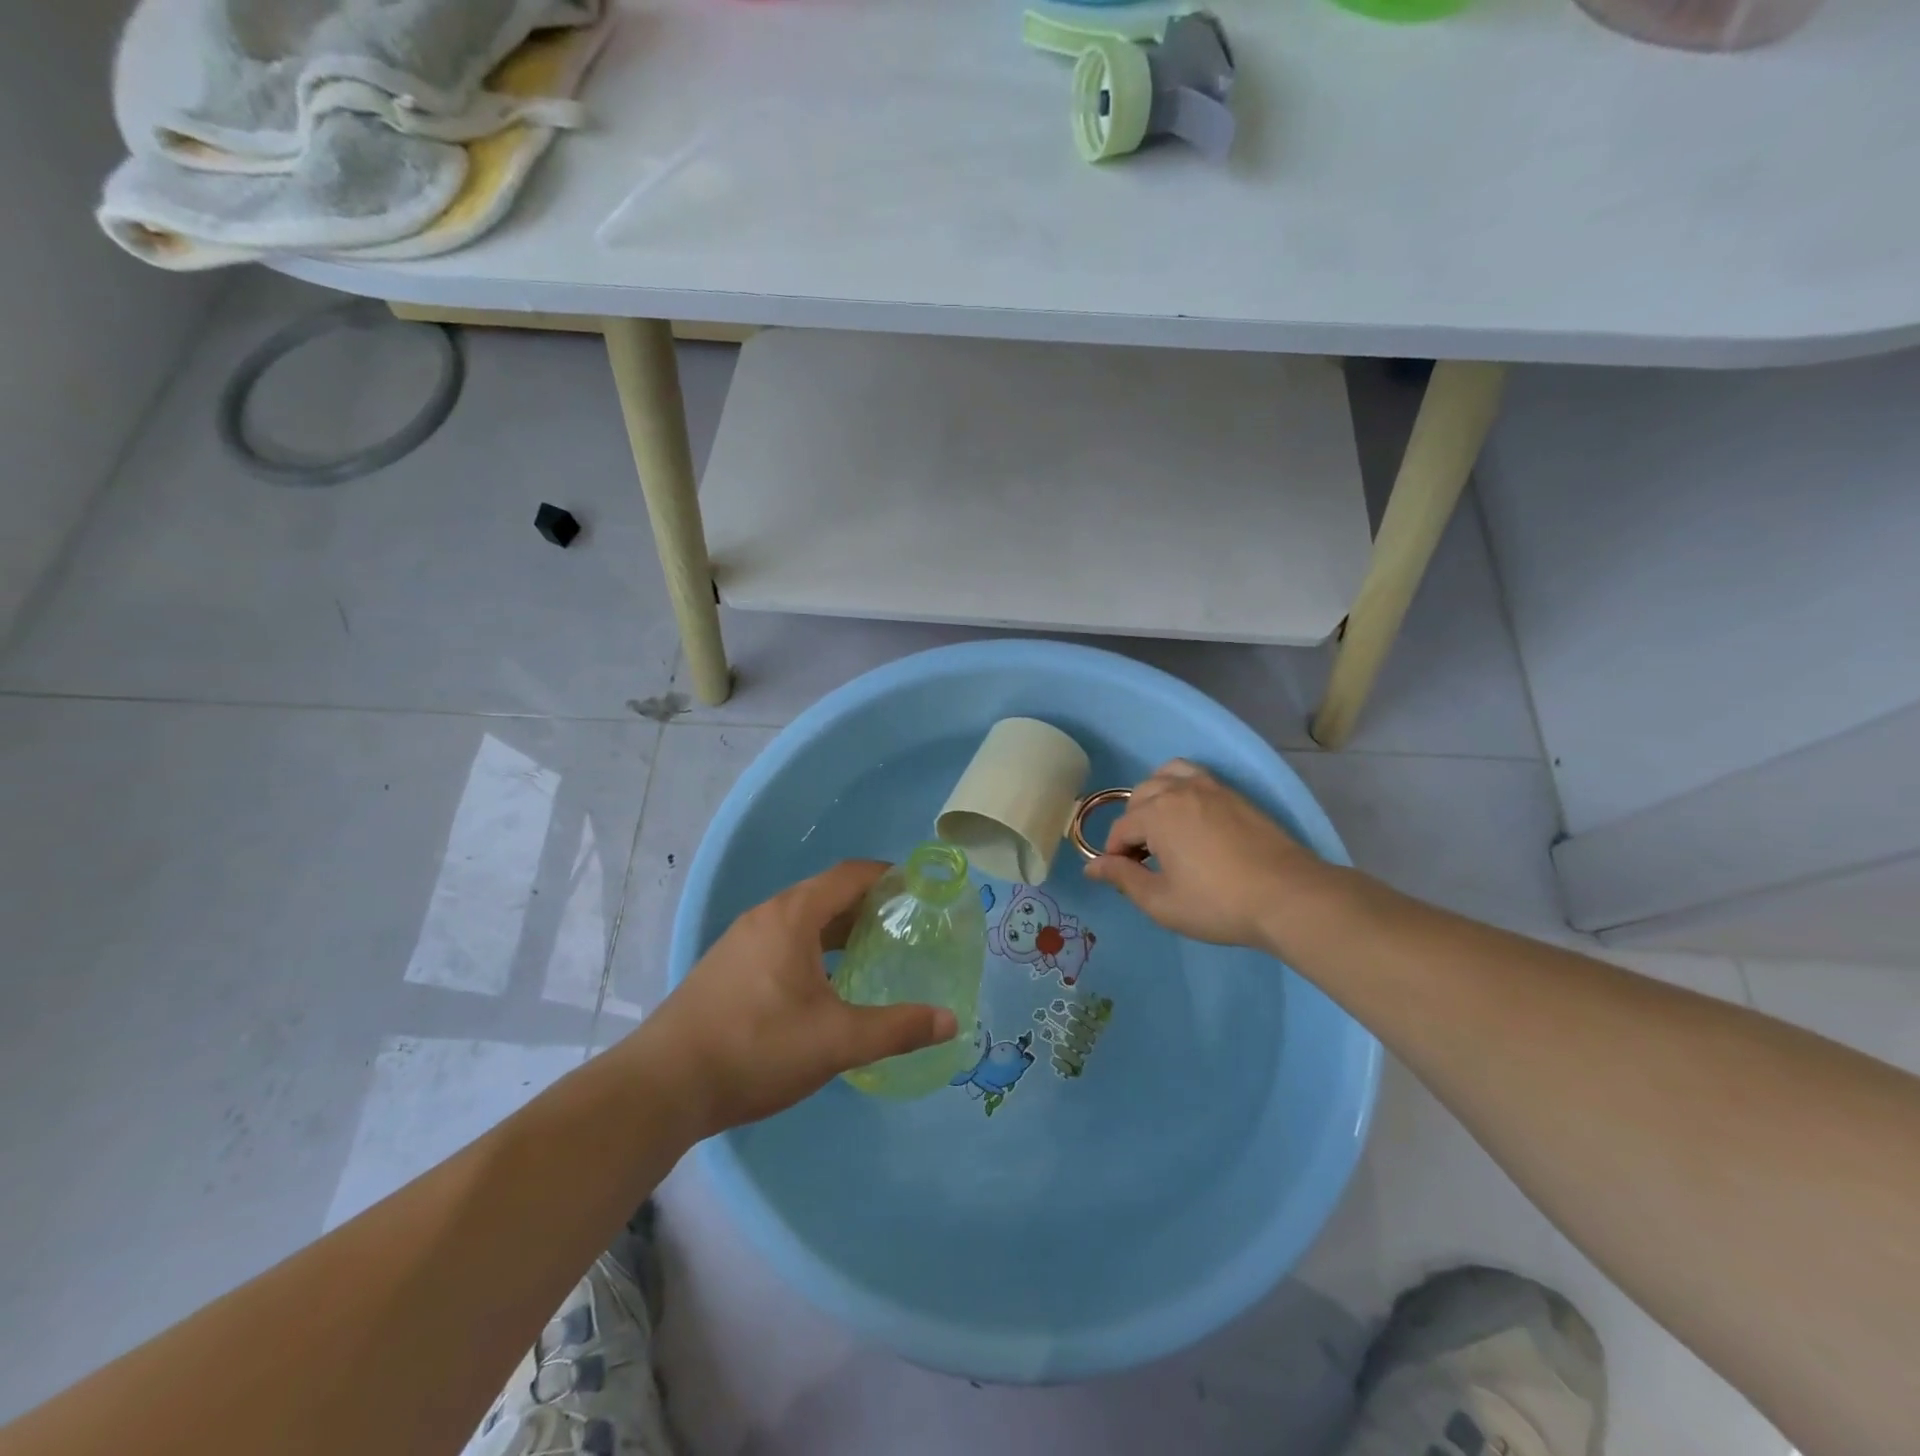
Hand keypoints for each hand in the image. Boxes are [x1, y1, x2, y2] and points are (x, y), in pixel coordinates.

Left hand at [641, 861, 958, 1137]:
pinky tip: (825, 983)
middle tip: (905, 926)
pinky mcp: (728, 966)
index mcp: (793, 915)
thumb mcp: (836, 1041)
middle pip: (827, 893)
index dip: (888, 876)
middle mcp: (766, 915)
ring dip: (839, 927)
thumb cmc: (757, 1048)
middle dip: (868, 904)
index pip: (850, 874)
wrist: (664, 1085)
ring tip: (872, 951)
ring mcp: (741, 940)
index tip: (920, 890)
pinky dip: (813, 946)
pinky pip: (782, 939)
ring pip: (802, 918)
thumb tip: (950, 1021)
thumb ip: (897, 1028)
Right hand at [1084, 760, 1334, 950]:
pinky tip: (1191, 819)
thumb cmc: (1218, 903)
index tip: (1124, 878)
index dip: (1115, 854)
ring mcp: (1211, 788)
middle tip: (1144, 859)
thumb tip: (1091, 867)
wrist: (1288, 896)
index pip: (1121, 828)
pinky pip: (1195, 777)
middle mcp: (1179, 791)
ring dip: (1155, 798)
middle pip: (1140, 797)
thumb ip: (1123, 878)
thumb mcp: (1161, 901)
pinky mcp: (1235, 795)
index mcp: (1157, 814)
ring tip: (1163, 828)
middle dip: (1133, 825)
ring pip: (1167, 776)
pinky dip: (1181, 788)